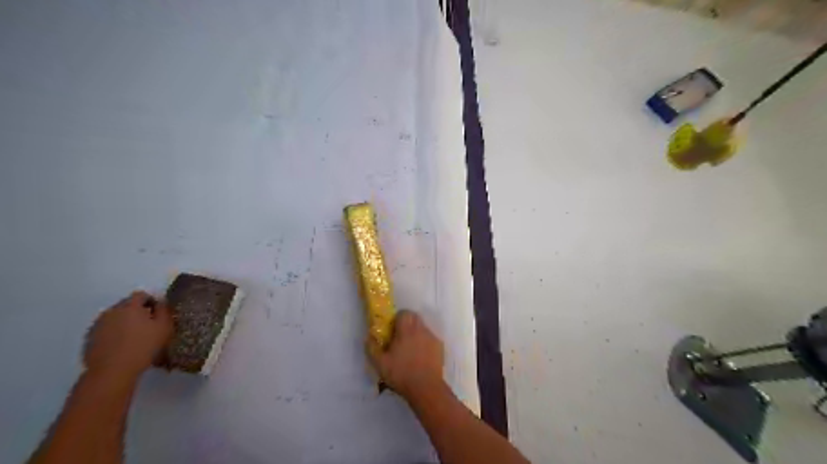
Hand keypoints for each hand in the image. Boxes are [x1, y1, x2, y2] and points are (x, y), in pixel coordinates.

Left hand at [84, 290, 173, 379]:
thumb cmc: (144, 346)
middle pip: (126, 304)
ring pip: (114, 317)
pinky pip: (105, 329)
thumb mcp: (164, 327)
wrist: (112, 371)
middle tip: (148, 324)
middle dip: (137, 311)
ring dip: (124, 321)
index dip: (151, 301)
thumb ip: (164, 310)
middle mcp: (111, 311)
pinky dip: (114, 332)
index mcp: (130, 306)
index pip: (141, 295)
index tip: (158, 313)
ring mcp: (97, 325)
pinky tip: (121, 345)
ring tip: (134, 336)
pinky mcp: (89, 338)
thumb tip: (161, 302)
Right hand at [368, 312, 445, 401]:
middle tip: (400, 337)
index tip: (392, 329)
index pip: (404, 313)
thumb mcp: (380, 364)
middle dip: (407, 323)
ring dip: (416, 333)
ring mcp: (432, 337)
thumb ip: (372, 348)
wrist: (426, 388)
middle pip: (414, 317)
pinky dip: (424, 343)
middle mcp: (421, 329)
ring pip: (423, 328)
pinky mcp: (440, 347)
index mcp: (406, 330)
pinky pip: (430, 339)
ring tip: (410, 349)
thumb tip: (368, 337)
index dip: (397, 318)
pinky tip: (420, 356)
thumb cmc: (401, 374)